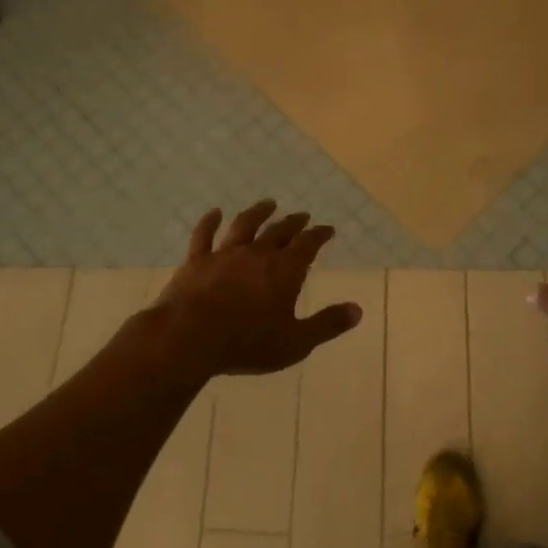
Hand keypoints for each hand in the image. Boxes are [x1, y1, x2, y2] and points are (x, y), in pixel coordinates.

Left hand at [154, 200, 361, 376]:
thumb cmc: (248, 342)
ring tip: (268, 204)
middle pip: (279, 231)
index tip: (327, 229)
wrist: (190, 337)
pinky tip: (214, 213)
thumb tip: (357, 310)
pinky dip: (210, 222)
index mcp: (285, 270)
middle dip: (294, 223)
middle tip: (303, 216)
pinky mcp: (196, 262)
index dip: (319, 235)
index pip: (308, 245)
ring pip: (245, 226)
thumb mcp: (296, 342)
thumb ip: (327, 324)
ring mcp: (225, 255)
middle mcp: (257, 254)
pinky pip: (204, 235)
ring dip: (258, 213)